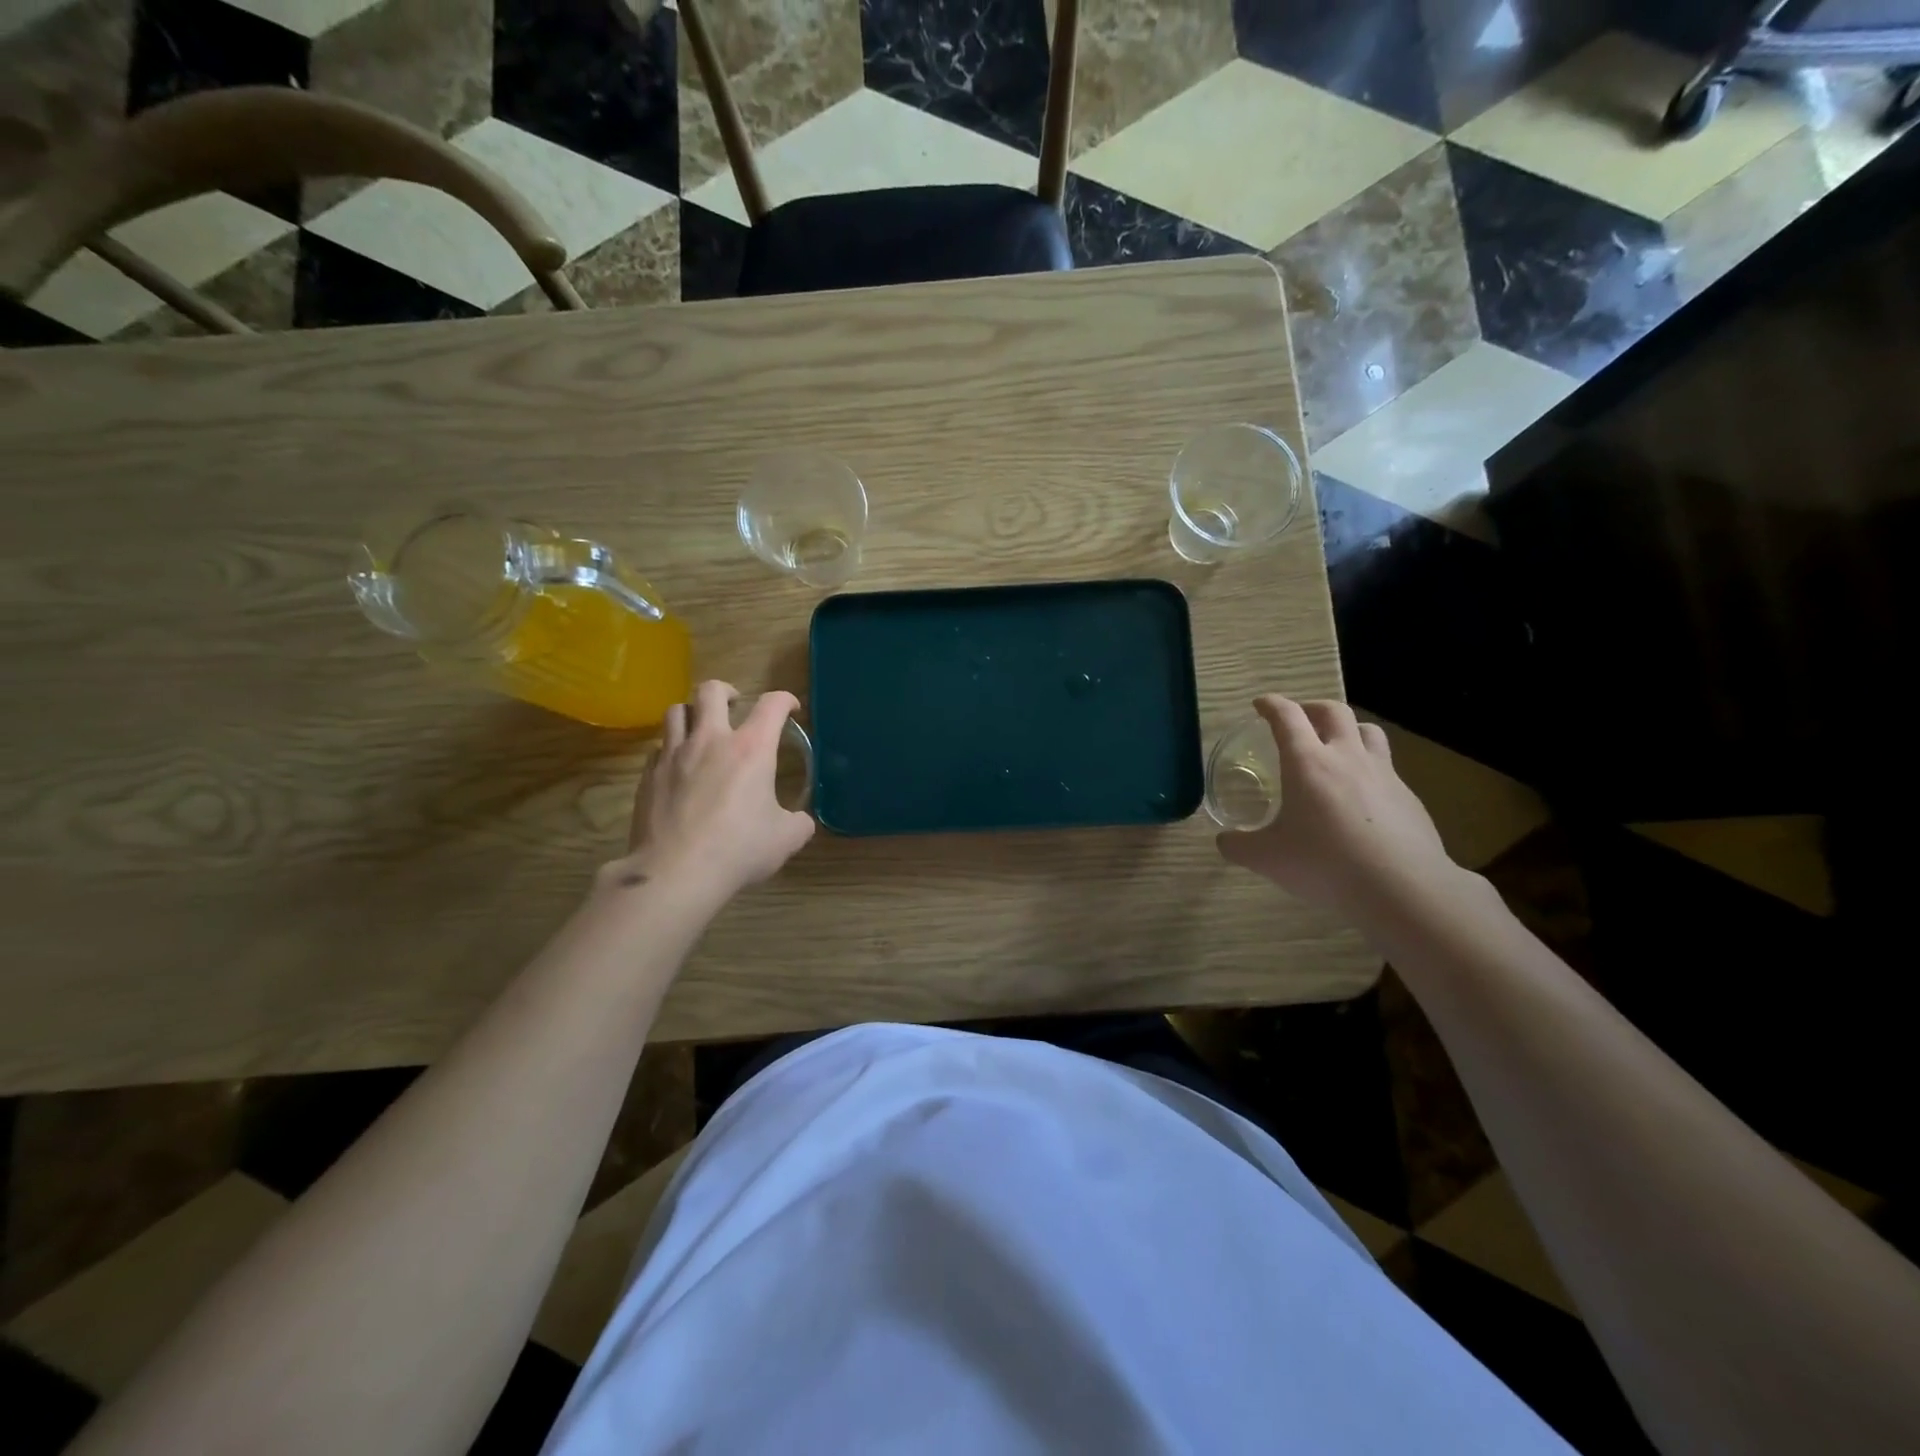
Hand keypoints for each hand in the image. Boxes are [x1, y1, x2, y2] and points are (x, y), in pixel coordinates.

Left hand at [616, 681, 814, 902]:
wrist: (675, 872)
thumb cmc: (738, 849)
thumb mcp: (785, 839)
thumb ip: (798, 823)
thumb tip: (800, 821)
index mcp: (751, 748)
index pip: (771, 705)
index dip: (785, 700)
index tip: (790, 708)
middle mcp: (710, 740)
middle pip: (710, 691)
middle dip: (726, 691)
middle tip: (735, 706)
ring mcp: (673, 755)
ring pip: (676, 711)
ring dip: (692, 714)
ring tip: (701, 730)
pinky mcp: (648, 776)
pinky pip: (659, 748)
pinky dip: (672, 749)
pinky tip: (679, 768)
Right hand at [1215, 696, 1457, 915]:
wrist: (1404, 888)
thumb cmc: (1326, 865)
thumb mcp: (1268, 859)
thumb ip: (1240, 846)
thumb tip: (1224, 841)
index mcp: (1307, 763)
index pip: (1287, 716)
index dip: (1271, 705)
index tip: (1261, 704)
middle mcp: (1346, 757)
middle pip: (1333, 711)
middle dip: (1311, 707)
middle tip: (1298, 719)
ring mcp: (1383, 774)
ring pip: (1368, 730)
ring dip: (1348, 729)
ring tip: (1336, 745)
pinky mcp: (1408, 796)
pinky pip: (1387, 767)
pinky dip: (1369, 767)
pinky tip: (1362, 795)